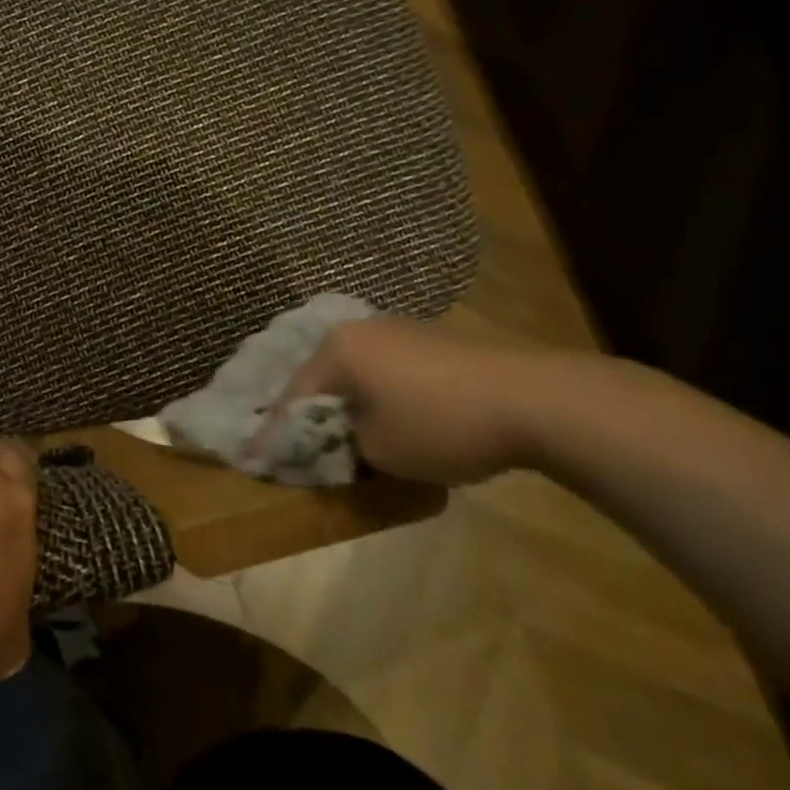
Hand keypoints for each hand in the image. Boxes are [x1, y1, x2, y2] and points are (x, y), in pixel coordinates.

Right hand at [254, 316, 586, 486]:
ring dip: (345, 404)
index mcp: (337, 350)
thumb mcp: (377, 449)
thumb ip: (341, 445)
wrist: (532, 400)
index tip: (258, 460)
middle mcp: (359, 330)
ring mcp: (397, 330)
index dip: (276, 433)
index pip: (293, 395)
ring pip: (354, 373)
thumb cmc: (439, 424)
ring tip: (342, 436)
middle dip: (310, 414)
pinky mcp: (429, 340)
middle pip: (321, 378)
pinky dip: (375, 395)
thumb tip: (333, 441)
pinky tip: (386, 418)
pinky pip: (384, 370)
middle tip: (299, 447)